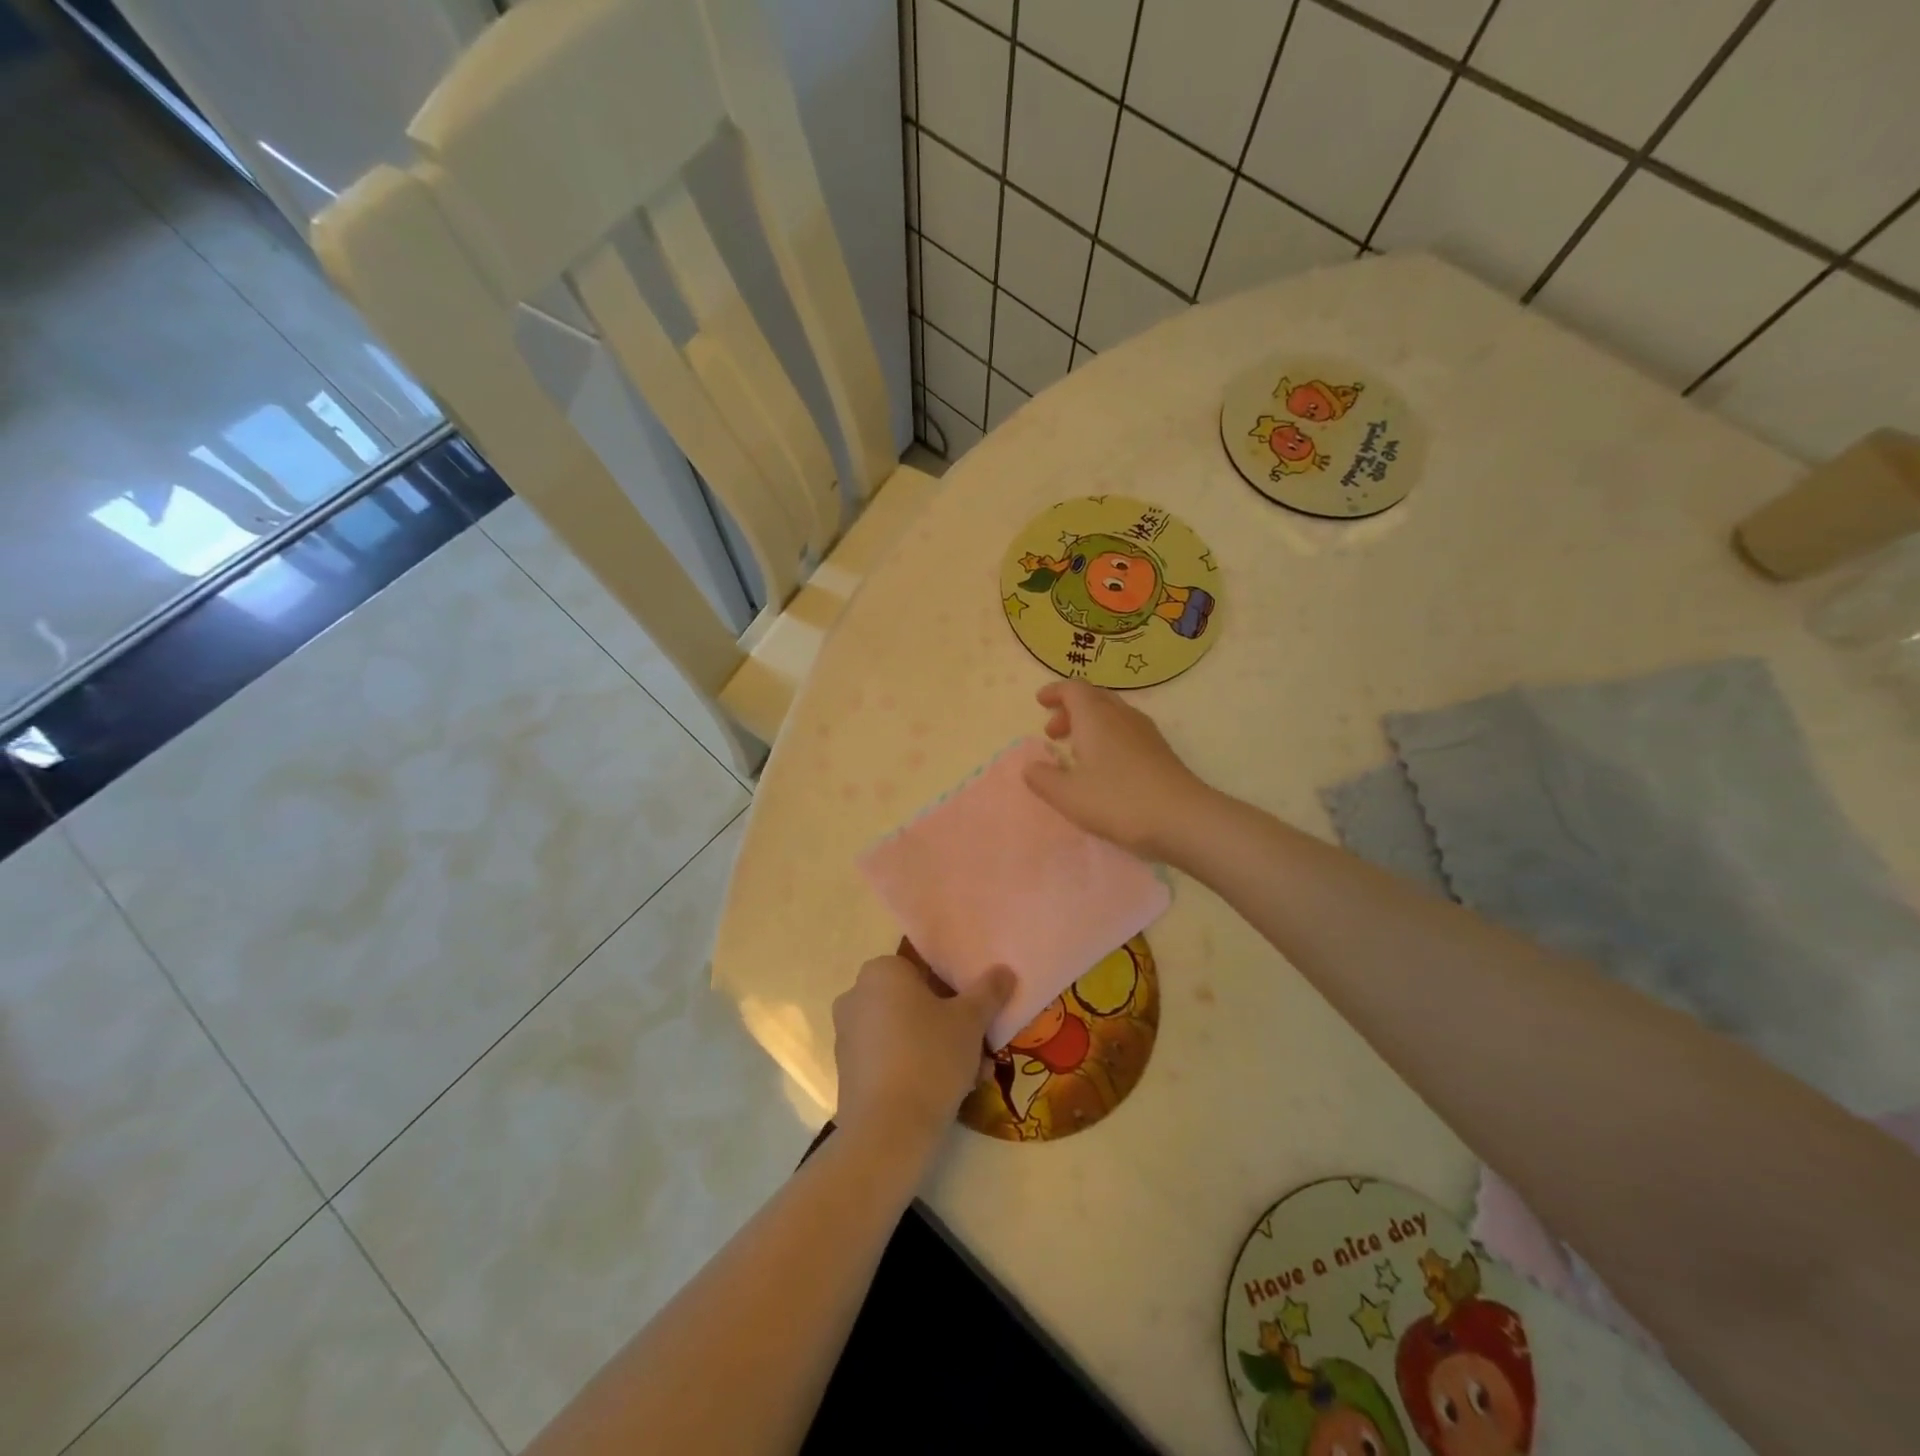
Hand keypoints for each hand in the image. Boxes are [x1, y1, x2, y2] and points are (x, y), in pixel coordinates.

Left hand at [832, 955, 1013, 1159]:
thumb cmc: (930, 1058)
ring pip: (905, 1032)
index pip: (924, 968)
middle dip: (949, 1023)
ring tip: (971, 1076)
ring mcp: (847, 1035)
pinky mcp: (847, 1071)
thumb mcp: (970, 1021)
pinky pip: (890, 1058)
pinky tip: (945, 1093)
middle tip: (979, 1047)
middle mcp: (856, 995)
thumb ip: (988, 991)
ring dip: (937, 1048)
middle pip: (915, 1002)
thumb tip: (1004, 971)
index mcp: (881, 971)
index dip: (955, 989)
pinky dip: (915, 1068)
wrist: (887, 1132)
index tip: (977, 1015)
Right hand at [1022, 681, 1206, 859]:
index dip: (1055, 692)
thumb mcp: (1068, 795)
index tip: (1040, 702)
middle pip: (1094, 697)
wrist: (1182, 819)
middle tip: (1053, 732)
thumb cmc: (1118, 801)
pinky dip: (1107, 736)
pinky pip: (1126, 730)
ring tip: (1075, 751)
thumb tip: (1030, 766)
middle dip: (1070, 709)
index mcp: (1096, 717)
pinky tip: (1104, 766)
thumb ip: (1043, 778)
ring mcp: (1145, 732)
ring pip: (1112, 713)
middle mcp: (1121, 715)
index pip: (1073, 688)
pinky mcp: (1160, 751)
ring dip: (1089, 724)